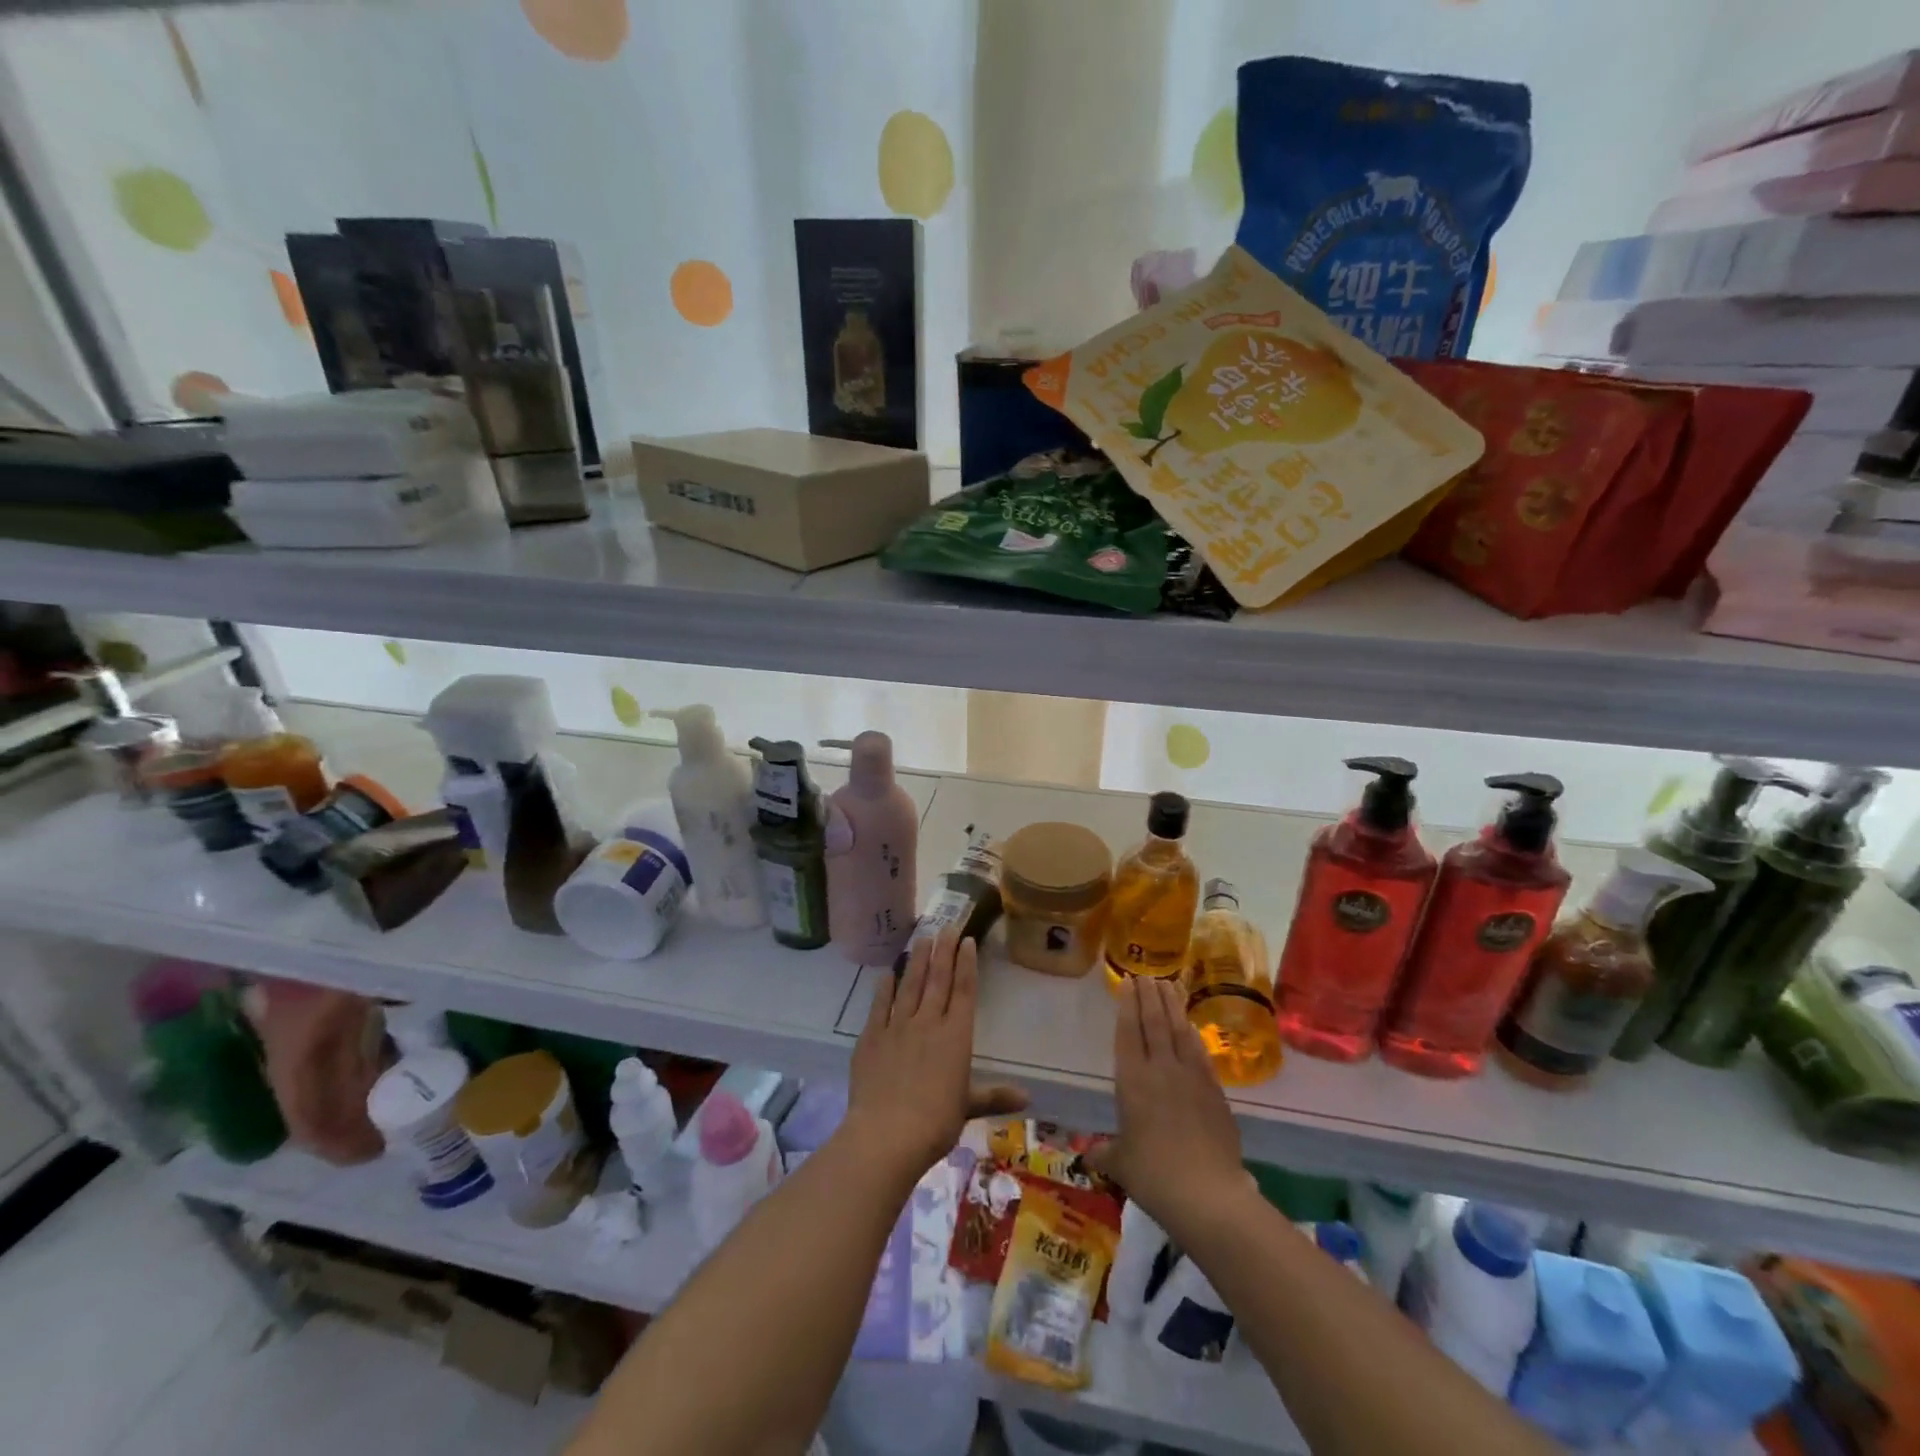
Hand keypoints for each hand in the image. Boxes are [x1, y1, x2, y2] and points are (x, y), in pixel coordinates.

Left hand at [847, 929, 1025, 1178]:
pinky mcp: (871, 1036)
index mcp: (955, 1036)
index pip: (963, 991)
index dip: (966, 964)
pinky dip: (885, 987)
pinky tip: (888, 973)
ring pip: (909, 984)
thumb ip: (994, 1096)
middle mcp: (928, 1023)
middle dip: (943, 950)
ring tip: (921, 937)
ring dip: (916, 959)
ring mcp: (897, 1026)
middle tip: (947, 925)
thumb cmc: (935, 1123)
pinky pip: (880, 1005)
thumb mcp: (967, 1107)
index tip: (966, 940)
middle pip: (937, 979)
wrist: (887, 1134)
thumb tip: (1028, 1097)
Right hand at [1088, 977, 1246, 1237]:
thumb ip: (1105, 1153)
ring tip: (1169, 985)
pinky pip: (1201, 1053)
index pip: (1129, 1032)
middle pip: (1155, 1023)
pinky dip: (1194, 1034)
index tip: (1129, 982)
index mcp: (1132, 1080)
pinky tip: (1191, 1026)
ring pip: (1180, 1031)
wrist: (1208, 1194)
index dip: (1128, 1005)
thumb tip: (1090, 1156)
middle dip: (1150, 996)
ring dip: (1173, 1006)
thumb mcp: (1120, 1164)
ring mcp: (1191, 1078)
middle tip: (1147, 975)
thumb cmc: (1154, 1176)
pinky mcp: (1215, 1091)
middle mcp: (1161, 1069)